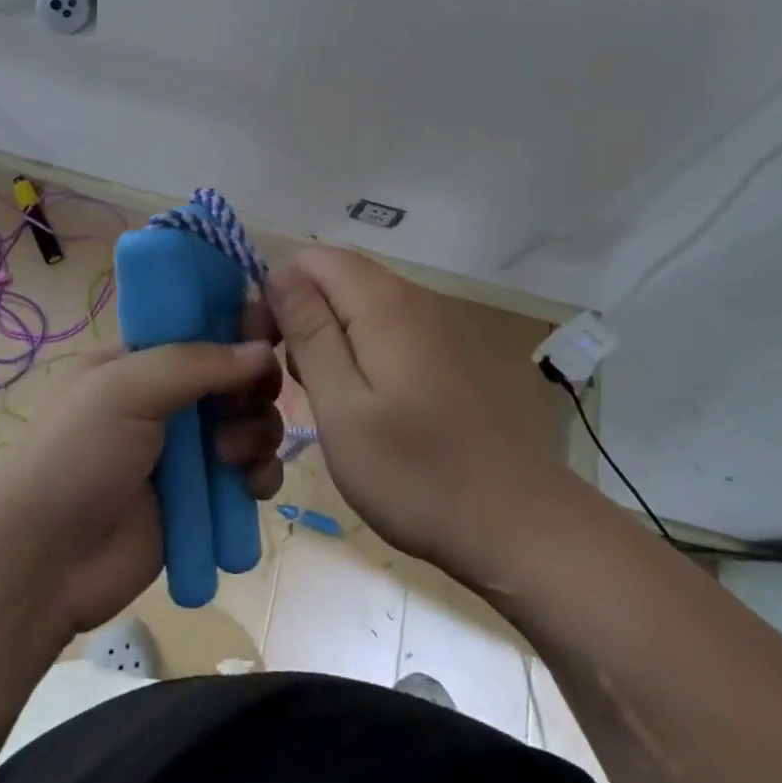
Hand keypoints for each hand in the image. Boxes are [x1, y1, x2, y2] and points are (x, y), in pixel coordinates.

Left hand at [0, 334, 283, 635]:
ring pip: (250, 423)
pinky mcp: (203, 498)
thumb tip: (263, 350)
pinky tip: (251, 487)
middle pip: (235, 377)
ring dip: (256, 433)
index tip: (268, 338)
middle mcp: (168, 398)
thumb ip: (196, 362)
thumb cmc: (78, 455)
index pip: (202, 328)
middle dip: (251, 389)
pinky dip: (260, 474)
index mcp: (141, 359)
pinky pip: (250, 473)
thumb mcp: (126, 388)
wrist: (46, 562)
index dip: (238, 329)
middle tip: (245, 405)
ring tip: (230, 457)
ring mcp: (187, 450)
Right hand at [267, 248, 569, 590]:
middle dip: (300, 316)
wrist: (518, 524)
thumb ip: (308, 332)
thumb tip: (278, 272)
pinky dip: (362, 349)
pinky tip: (366, 402)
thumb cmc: (416, 472)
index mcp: (383, 302)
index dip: (275, 292)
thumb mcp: (342, 406)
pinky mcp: (451, 350)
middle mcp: (413, 297)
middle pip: (336, 277)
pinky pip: (389, 327)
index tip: (264, 348)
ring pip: (361, 303)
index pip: (309, 258)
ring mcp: (438, 322)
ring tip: (325, 397)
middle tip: (292, 381)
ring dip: (330, 336)